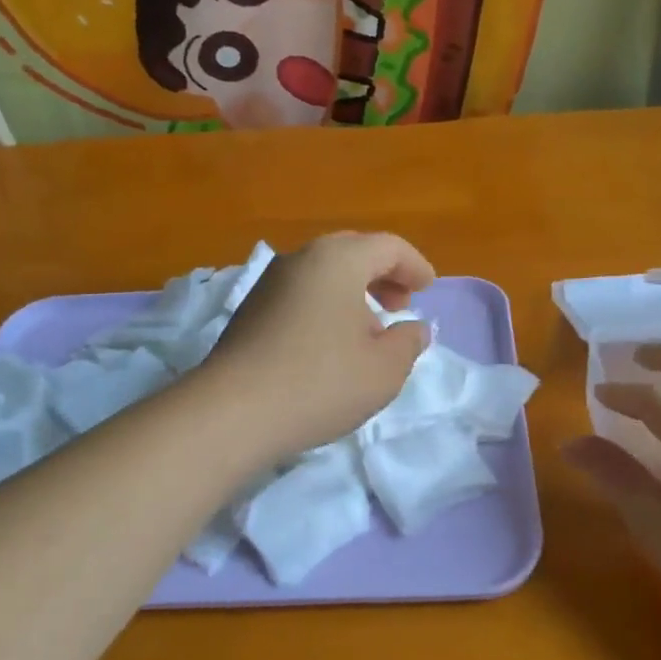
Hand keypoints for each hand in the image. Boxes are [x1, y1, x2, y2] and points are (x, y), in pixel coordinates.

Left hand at [204, 231, 434, 459]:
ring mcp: (269, 283)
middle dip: (383, 274)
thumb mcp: (384, 369)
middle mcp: (301, 259)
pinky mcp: (250, 310)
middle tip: (401, 304)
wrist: (233, 413)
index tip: (428, 289)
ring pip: (323, 273)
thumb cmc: (321, 383)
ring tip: (369, 329)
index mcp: (338, 260)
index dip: (415, 266)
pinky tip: (330, 343)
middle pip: (352, 252)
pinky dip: (326, 305)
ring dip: (353, 291)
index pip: (388, 246)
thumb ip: (408, 342)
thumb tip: (414, 328)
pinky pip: (300, 293)